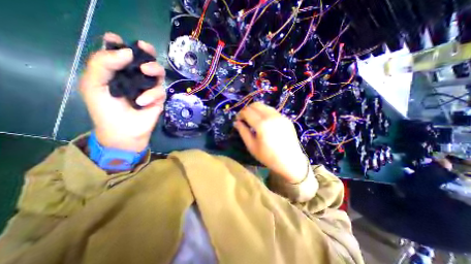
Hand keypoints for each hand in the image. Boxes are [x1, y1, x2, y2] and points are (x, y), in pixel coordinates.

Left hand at [81, 32, 166, 151]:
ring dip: (154, 69)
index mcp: (118, 72)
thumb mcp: (94, 84)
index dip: (122, 44)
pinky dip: (152, 95)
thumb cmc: (105, 109)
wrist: (123, 131)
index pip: (122, 53)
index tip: (120, 41)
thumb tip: (128, 51)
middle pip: (146, 60)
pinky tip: (142, 103)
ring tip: (146, 72)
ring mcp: (149, 88)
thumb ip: (103, 64)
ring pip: (158, 73)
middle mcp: (135, 77)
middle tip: (145, 48)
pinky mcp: (159, 98)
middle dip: (147, 52)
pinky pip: (160, 91)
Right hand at [234, 102, 309, 182]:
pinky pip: (272, 111)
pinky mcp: (286, 118)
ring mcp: (280, 116)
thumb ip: (243, 131)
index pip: (247, 112)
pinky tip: (264, 122)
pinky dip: (264, 113)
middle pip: (255, 105)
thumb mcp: (252, 146)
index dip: (240, 114)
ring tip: (253, 119)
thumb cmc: (268, 156)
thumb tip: (236, 122)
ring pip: (264, 106)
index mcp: (261, 124)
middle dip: (247, 110)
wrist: (290, 161)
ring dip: (256, 110)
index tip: (238, 120)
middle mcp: (271, 116)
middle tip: (244, 118)